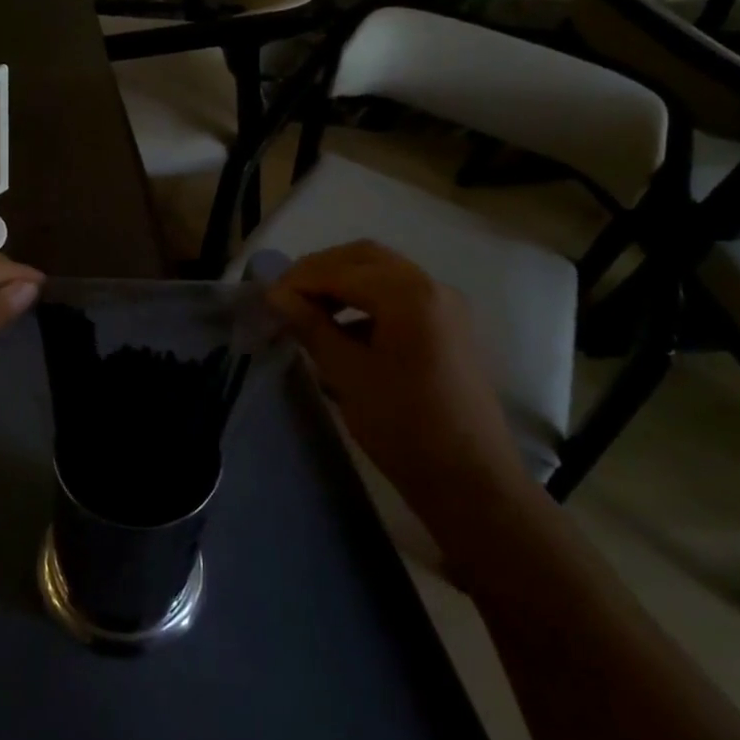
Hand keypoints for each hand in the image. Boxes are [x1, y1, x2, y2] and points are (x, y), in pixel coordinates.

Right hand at [266, 241, 532, 524]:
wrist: (471, 482)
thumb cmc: (404, 426)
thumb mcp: (348, 374)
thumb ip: (311, 325)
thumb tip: (276, 295)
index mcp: (408, 294)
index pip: (340, 269)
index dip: (299, 279)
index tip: (267, 299)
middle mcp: (432, 286)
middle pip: (364, 258)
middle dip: (321, 271)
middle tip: (286, 296)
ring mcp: (445, 306)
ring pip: (383, 273)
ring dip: (343, 282)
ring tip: (308, 310)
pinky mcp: (448, 327)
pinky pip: (400, 295)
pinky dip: (367, 299)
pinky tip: (342, 328)